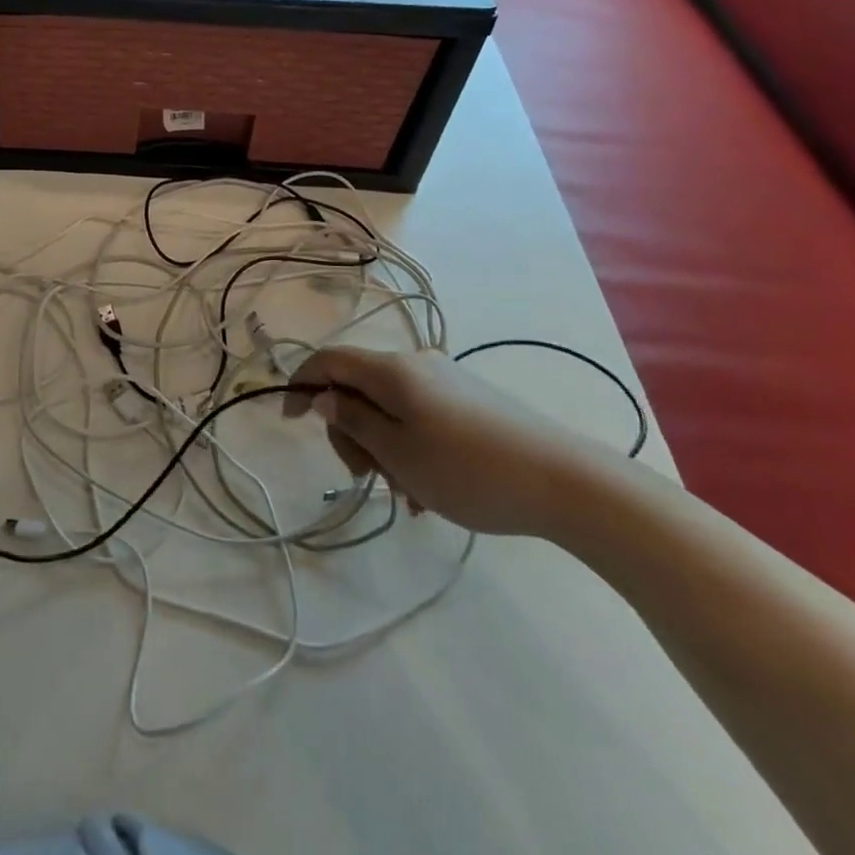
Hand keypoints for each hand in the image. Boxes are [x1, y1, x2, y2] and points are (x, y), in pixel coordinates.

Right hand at [283, 346, 611, 536]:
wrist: (567, 483)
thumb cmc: (468, 470)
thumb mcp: (397, 452)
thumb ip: (352, 421)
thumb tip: (322, 396)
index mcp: (392, 370)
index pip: (329, 360)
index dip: (301, 384)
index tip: (288, 421)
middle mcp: (417, 365)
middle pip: (358, 387)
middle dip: (349, 430)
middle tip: (365, 477)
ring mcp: (447, 382)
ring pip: (389, 408)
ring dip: (382, 447)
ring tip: (406, 494)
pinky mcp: (471, 402)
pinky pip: (419, 418)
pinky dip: (409, 447)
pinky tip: (428, 490)